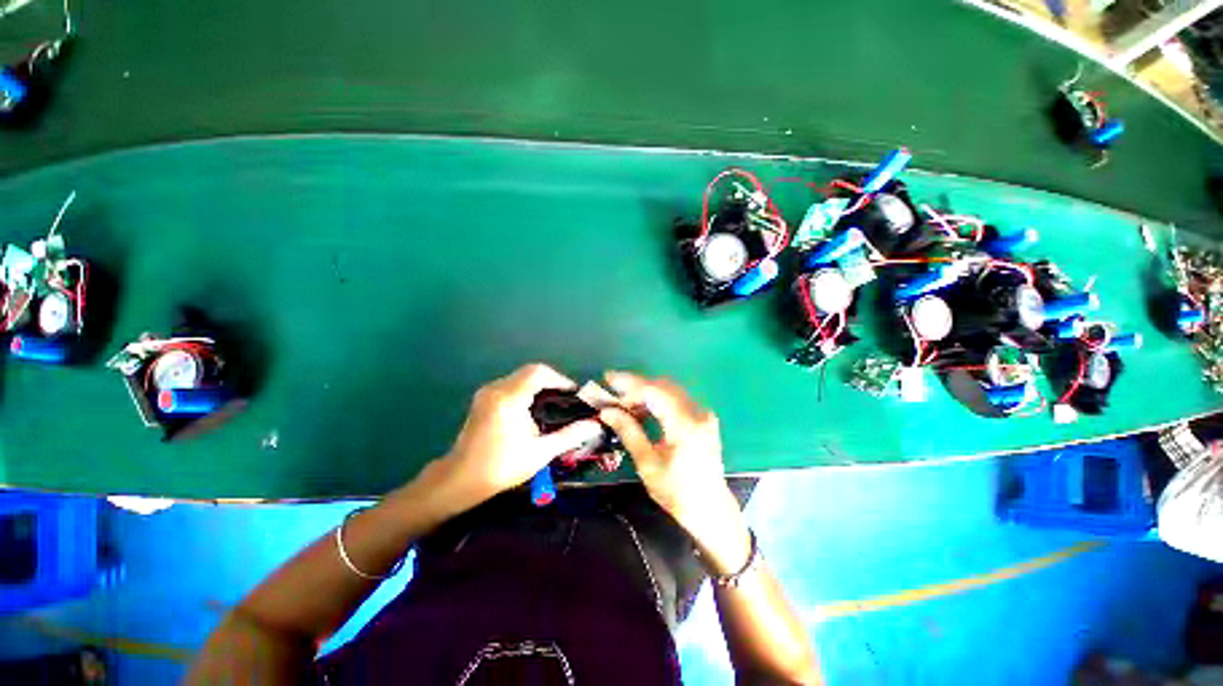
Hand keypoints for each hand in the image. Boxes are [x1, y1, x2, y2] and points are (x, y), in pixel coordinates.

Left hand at [441, 363, 603, 504]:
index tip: (574, 393)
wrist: (461, 479)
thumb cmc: (502, 467)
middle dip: (552, 380)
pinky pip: (511, 384)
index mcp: (509, 399)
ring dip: (539, 384)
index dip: (560, 378)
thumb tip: (595, 425)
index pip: (539, 372)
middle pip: (530, 371)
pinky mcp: (483, 398)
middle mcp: (496, 389)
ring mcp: (487, 392)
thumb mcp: (540, 453)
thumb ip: (570, 436)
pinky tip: (534, 407)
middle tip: (567, 397)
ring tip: (555, 401)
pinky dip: (527, 389)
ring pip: (520, 376)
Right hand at [599, 371, 750, 573]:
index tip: (608, 379)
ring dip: (646, 392)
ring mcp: (703, 414)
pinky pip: (677, 399)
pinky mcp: (703, 418)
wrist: (711, 510)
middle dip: (636, 387)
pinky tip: (643, 409)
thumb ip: (629, 432)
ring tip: (624, 403)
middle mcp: (697, 413)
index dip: (629, 383)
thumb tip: (607, 411)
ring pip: (670, 390)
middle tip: (613, 394)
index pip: (653, 392)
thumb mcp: (648, 464)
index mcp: (684, 426)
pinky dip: (658, 400)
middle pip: (662, 386)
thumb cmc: (677, 493)